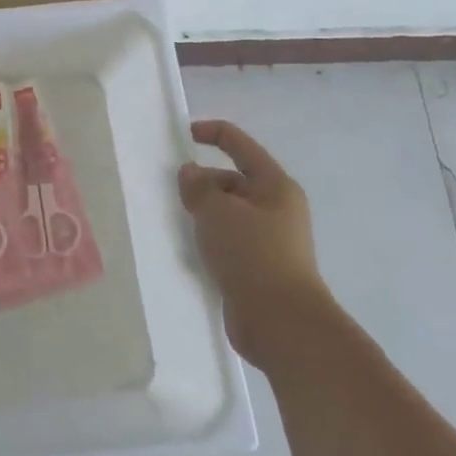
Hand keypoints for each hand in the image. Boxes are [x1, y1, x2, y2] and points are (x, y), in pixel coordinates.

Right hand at [178, 120, 333, 370]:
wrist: (281, 323)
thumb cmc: (253, 255)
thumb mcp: (218, 212)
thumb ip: (198, 187)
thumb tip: (190, 174)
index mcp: (274, 185)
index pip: (239, 145)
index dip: (210, 132)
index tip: (180, 136)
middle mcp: (276, 208)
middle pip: (232, 180)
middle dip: (202, 182)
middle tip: (174, 196)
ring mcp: (269, 239)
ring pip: (227, 213)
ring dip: (203, 214)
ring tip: (178, 224)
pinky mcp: (258, 267)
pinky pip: (227, 241)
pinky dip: (208, 240)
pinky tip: (190, 251)